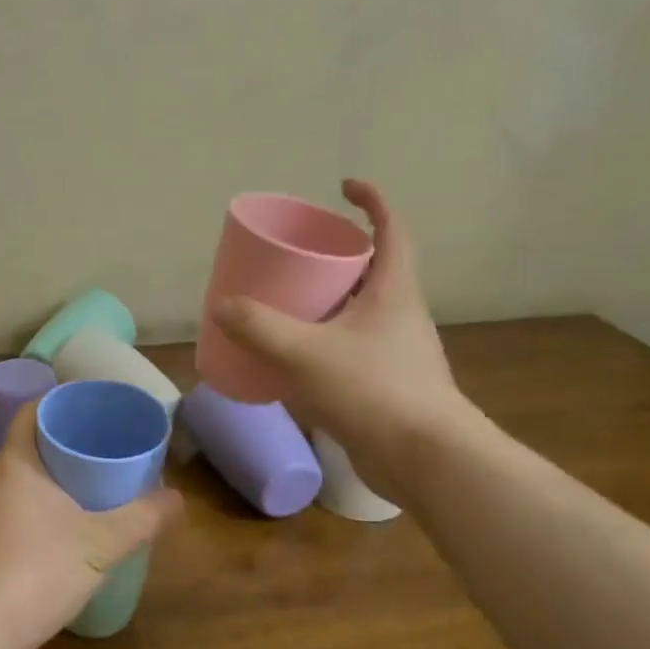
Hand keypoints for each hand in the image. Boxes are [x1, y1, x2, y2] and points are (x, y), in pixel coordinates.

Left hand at [0, 401, 181, 648]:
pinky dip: (48, 508)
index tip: (94, 406)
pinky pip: (22, 510)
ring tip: (99, 482)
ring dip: (59, 478)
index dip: (61, 403)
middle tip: (108, 444)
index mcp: (15, 463)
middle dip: (68, 442)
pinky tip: (76, 525)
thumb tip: (177, 498)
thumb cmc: (39, 568)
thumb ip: (141, 518)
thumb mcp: (101, 542)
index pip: (32, 413)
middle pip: (32, 445)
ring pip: (27, 481)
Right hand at [212, 179, 478, 499]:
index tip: (343, 187)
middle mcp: (401, 314)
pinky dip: (326, 341)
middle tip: (297, 255)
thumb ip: (259, 328)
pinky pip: (352, 347)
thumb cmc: (373, 390)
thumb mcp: (305, 353)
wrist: (427, 460)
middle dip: (338, 255)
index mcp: (394, 291)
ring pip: (361, 311)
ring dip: (330, 301)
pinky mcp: (389, 385)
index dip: (372, 200)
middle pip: (372, 268)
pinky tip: (296, 360)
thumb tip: (221, 306)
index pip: (392, 229)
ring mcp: (398, 351)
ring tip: (288, 304)